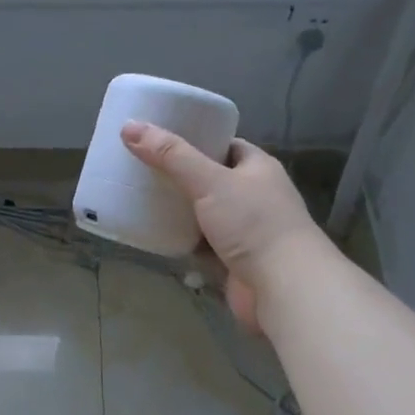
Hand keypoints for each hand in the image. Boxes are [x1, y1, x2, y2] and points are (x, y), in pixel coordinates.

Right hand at [121, 121, 323, 331]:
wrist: (284, 287)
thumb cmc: (253, 224)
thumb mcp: (209, 181)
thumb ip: (170, 156)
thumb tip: (129, 127)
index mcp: (257, 168)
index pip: (223, 145)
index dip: (194, 140)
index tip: (159, 140)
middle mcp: (254, 195)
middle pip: (209, 179)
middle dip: (179, 176)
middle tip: (141, 169)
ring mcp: (245, 229)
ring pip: (203, 213)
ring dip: (178, 210)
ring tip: (140, 198)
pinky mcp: (233, 259)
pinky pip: (200, 243)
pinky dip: (181, 239)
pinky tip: (154, 234)